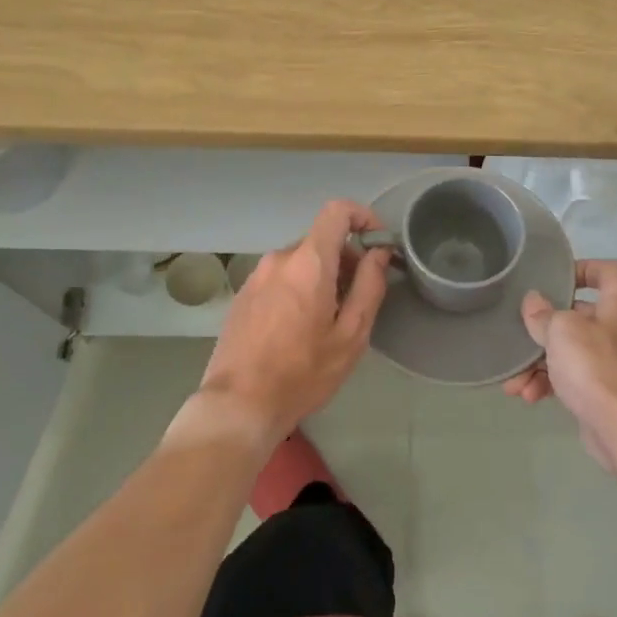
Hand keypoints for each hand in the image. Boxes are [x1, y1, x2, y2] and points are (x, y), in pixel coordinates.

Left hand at [198, 201, 391, 443]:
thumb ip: (369, 286)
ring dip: (322, 276)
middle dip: (346, 258)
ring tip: (328, 320)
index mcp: (308, 262)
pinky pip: (280, 277)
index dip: (363, 217)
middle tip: (358, 298)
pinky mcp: (243, 294)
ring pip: (301, 260)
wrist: (238, 405)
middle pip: (321, 240)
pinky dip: (298, 288)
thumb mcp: (350, 335)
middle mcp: (279, 258)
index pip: (337, 210)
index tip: (378, 244)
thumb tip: (378, 253)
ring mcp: (256, 275)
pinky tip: (299, 328)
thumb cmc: (302, 373)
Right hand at [502, 259, 616, 469]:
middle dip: (545, 327)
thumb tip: (533, 302)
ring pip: (571, 350)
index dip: (581, 267)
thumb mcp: (561, 331)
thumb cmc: (595, 366)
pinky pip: (573, 377)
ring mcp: (615, 361)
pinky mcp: (606, 390)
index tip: (553, 278)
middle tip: (521, 332)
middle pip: (580, 314)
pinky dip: (551, 383)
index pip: (607, 270)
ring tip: (515, 379)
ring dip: (540, 362)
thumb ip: (543, 314)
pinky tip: (528, 396)